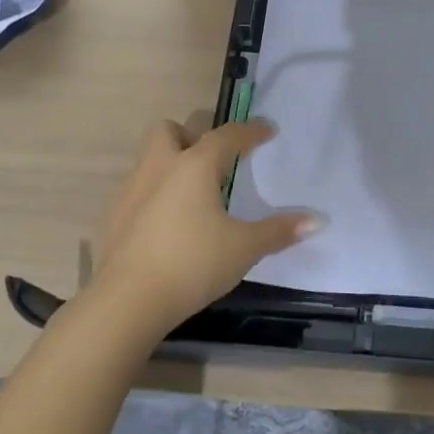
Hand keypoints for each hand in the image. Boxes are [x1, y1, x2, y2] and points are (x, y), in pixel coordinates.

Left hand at [88, 119, 319, 338]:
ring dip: (173, 163)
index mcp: (195, 165)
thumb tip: (318, 221)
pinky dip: (157, 193)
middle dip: (192, 135)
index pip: (227, 135)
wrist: (126, 302)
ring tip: (196, 192)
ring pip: (151, 158)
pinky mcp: (115, 217)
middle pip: (170, 130)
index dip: (250, 131)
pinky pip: (140, 189)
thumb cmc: (192, 263)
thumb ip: (279, 231)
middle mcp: (160, 167)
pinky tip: (172, 222)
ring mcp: (132, 191)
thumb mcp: (244, 248)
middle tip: (216, 160)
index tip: (267, 131)